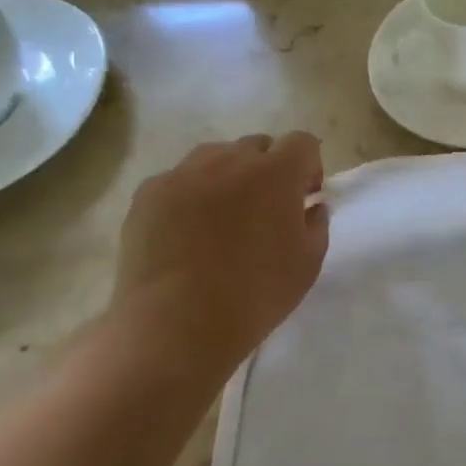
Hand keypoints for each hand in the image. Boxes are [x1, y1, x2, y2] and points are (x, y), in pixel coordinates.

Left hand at [110, 132, 329, 373]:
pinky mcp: (148, 194)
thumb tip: (311, 206)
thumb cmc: (256, 293)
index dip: (308, 166)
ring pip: (215, 157)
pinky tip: (187, 232)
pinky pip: (179, 179)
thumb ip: (317, 223)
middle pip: (258, 145)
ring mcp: (184, 174)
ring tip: (223, 217)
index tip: (304, 197)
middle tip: (265, 209)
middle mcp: (230, 160)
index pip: (302, 142)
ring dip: (228, 176)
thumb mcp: (309, 262)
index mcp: (276, 173)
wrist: (177, 323)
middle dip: (268, 169)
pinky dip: (191, 194)